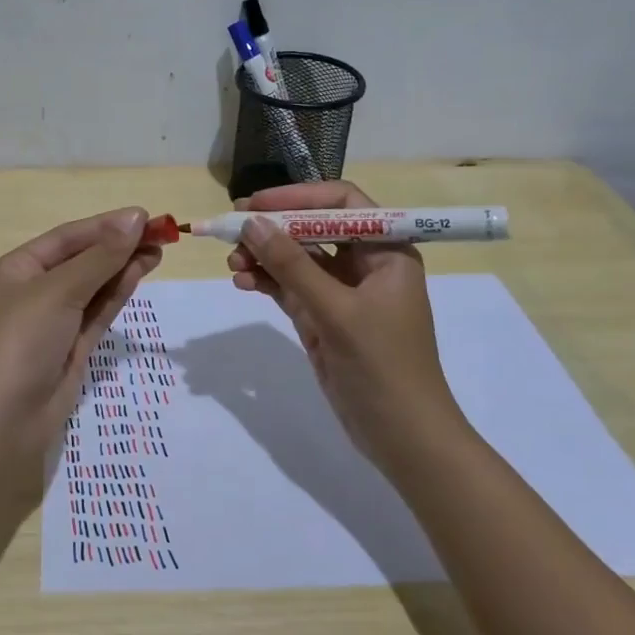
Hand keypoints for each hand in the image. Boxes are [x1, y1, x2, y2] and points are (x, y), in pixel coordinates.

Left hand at [0, 208, 162, 462]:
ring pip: (93, 286)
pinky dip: (117, 293)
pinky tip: (140, 273)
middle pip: (82, 260)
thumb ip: (100, 257)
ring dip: (123, 267)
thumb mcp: (59, 291)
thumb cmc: (21, 340)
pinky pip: (97, 312)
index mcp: (16, 270)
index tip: (144, 216)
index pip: (67, 238)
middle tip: (161, 234)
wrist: (4, 419)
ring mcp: (53, 321)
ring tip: (159, 250)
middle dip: (118, 246)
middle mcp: (33, 291)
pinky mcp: (71, 348)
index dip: (105, 226)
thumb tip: (135, 218)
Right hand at [226, 181, 457, 455]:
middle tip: (231, 231)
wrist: (403, 436)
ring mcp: (342, 292)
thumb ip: (292, 265)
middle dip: (273, 229)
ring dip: (264, 257)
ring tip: (232, 265)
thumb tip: (252, 223)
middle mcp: (365, 264)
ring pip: (296, 259)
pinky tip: (242, 283)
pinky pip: (290, 287)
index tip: (256, 204)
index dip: (298, 197)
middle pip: (312, 229)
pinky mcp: (324, 317)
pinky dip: (267, 282)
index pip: (341, 202)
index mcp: (386, 251)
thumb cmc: (382, 366)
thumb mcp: (336, 311)